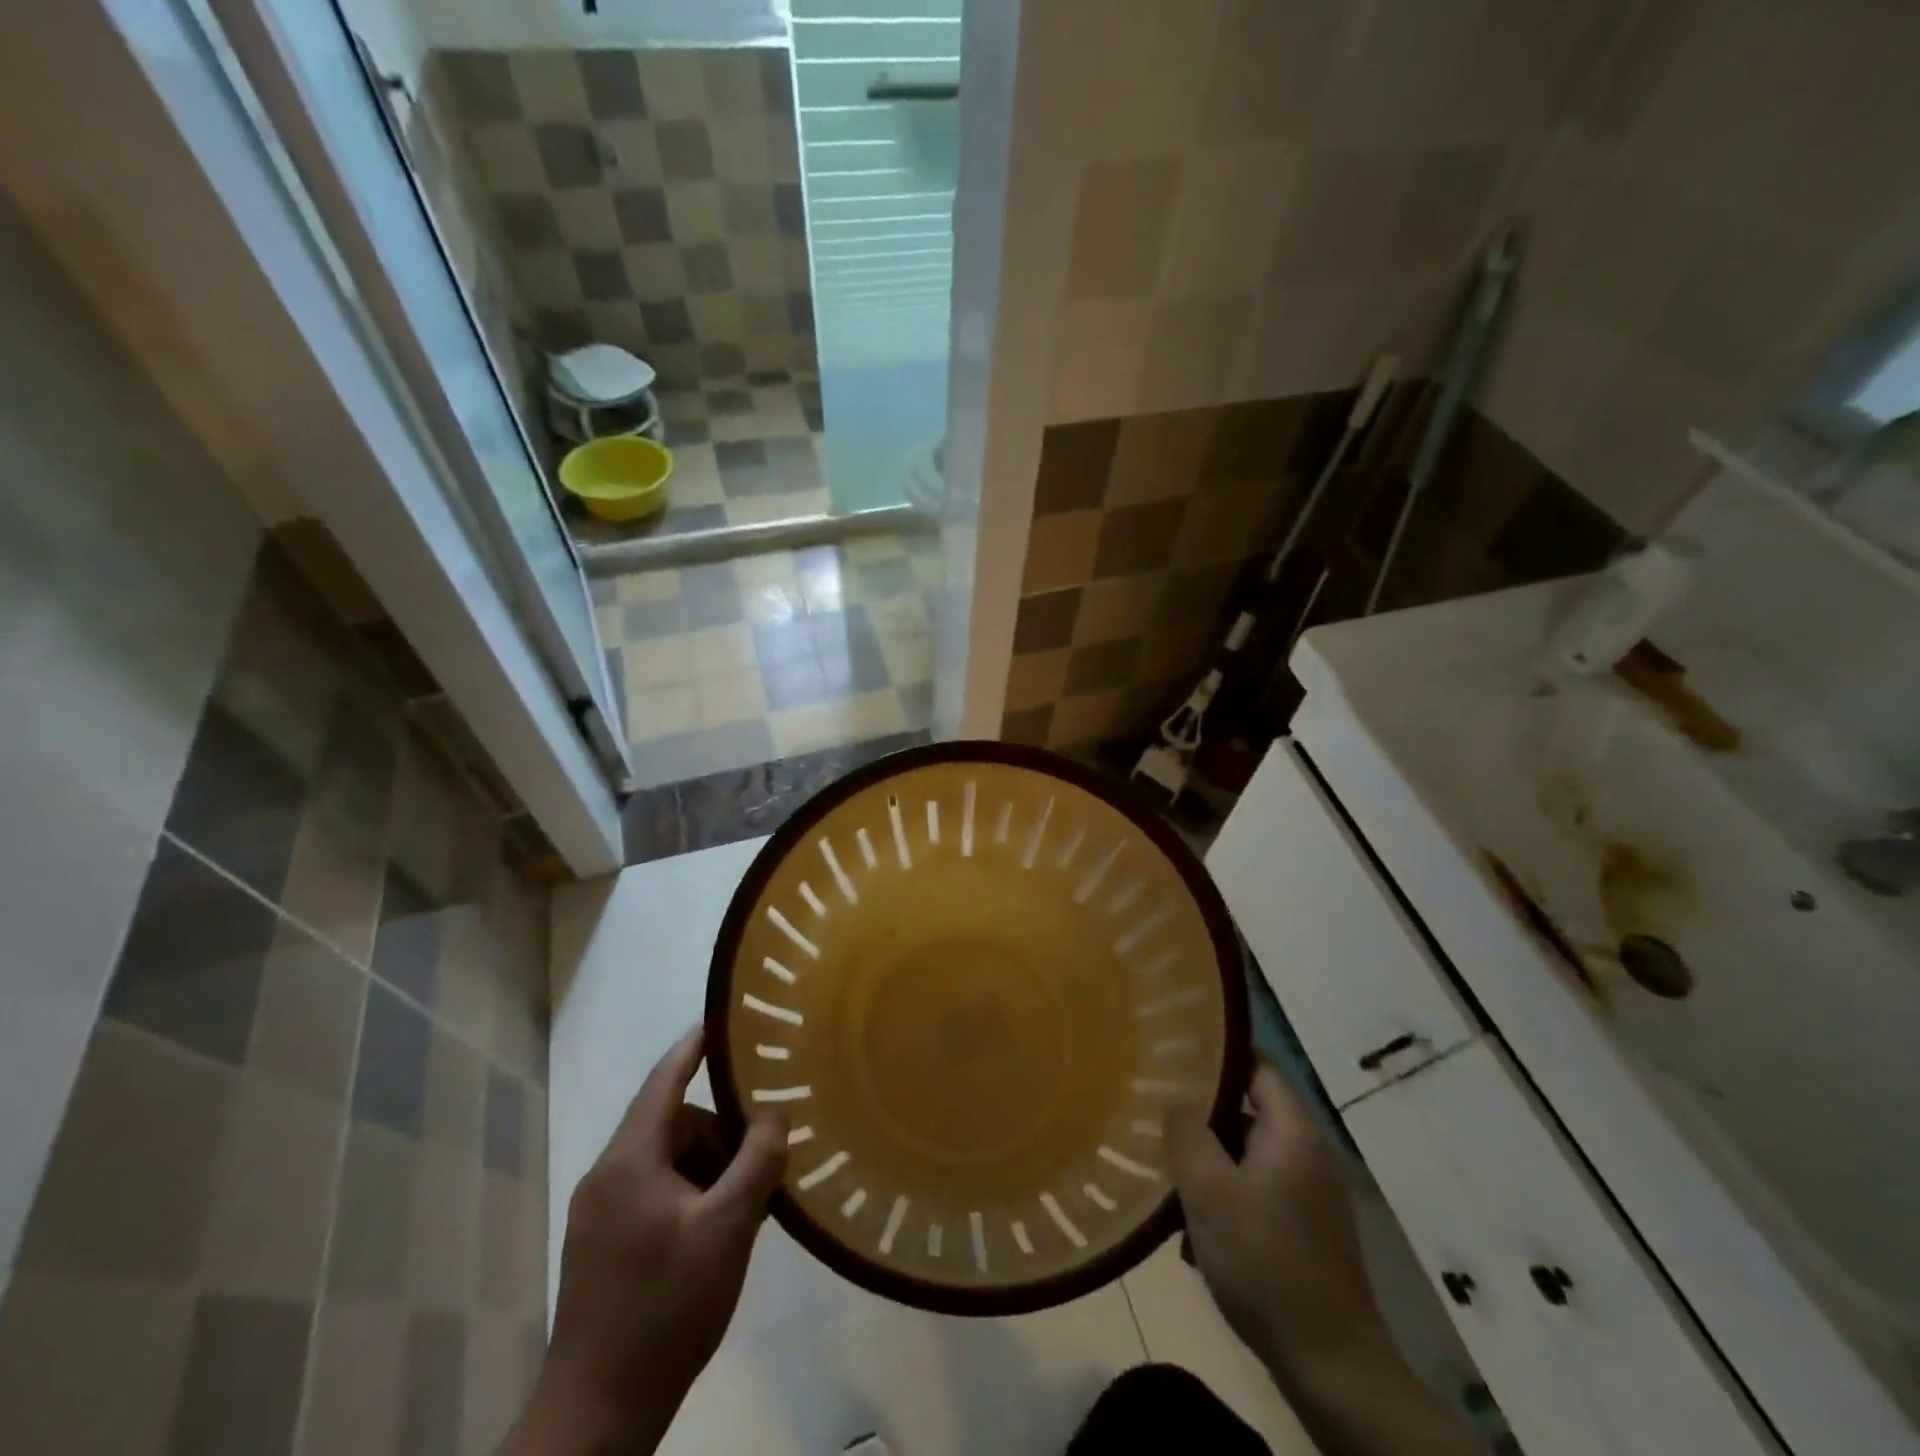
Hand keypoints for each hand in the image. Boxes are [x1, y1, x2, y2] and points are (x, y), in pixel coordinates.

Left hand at [515, 1029, 786, 1455]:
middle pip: (676, 1124)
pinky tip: (725, 1228)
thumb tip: (773, 1112)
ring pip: (670, 1161)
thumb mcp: (727, 1229)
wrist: (598, 1414)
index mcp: (630, 1160)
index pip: (665, 1080)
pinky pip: (659, 1193)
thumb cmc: (665, 1308)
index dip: (696, 1045)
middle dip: (722, 1131)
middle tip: (766, 1152)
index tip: (726, 1018)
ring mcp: (603, 1212)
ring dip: (712, 1168)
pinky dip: (695, 1194)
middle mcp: (610, 1175)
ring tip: (751, 1201)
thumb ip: (756, 1161)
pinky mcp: (606, 1243)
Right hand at [1166, 1064, 1389, 1382]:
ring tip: (1172, 1183)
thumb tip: (1178, 1102)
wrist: (1332, 1365)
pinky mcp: (1311, 1232)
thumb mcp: (1208, 1190)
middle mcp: (1310, 1154)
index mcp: (1293, 1131)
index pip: (1257, 1066)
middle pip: (1250, 1112)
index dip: (1217, 1056)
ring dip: (1213, 1167)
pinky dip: (1230, 1200)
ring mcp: (1314, 1195)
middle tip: (1161, 1120)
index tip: (1175, 1057)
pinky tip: (1198, 1234)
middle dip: (1205, 1119)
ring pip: (1251, 1157)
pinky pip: (1261, 1193)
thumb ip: (1187, 1133)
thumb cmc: (1264, 1261)